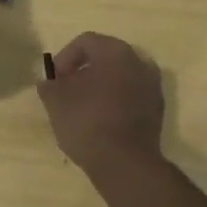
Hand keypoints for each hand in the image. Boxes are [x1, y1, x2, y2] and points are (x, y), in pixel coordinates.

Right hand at [38, 32, 165, 184]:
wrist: (126, 165)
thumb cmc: (88, 122)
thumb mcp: (56, 102)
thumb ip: (49, 86)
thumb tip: (49, 82)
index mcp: (115, 52)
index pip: (86, 42)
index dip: (65, 57)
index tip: (55, 79)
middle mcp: (139, 62)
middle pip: (106, 56)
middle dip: (84, 70)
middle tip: (67, 88)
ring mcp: (153, 86)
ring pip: (121, 76)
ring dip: (101, 85)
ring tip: (84, 104)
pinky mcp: (157, 110)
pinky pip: (132, 94)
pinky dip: (116, 100)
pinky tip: (102, 119)